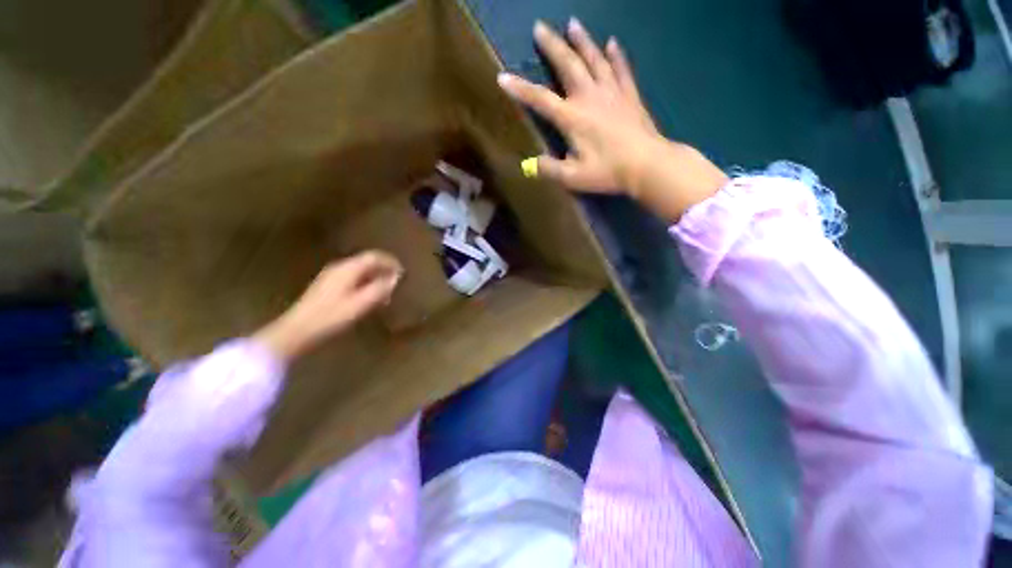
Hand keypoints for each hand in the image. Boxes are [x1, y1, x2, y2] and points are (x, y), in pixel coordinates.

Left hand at [254, 251, 401, 360]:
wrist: (297, 330)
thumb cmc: (331, 316)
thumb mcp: (361, 304)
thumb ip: (380, 288)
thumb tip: (395, 277)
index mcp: (348, 269)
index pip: (374, 256)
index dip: (391, 262)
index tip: (403, 273)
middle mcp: (340, 268)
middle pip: (367, 262)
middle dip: (384, 271)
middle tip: (395, 285)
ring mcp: (331, 276)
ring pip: (360, 271)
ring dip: (375, 278)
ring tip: (385, 294)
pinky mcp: (327, 286)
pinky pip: (353, 279)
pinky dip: (365, 284)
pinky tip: (368, 298)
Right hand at [498, 19, 727, 221]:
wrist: (647, 164)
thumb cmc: (608, 172)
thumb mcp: (573, 177)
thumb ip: (549, 170)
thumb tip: (529, 164)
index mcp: (572, 118)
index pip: (540, 99)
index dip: (520, 89)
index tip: (502, 77)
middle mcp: (589, 97)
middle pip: (568, 65)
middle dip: (552, 46)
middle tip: (540, 27)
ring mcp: (611, 92)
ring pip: (594, 59)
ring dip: (582, 41)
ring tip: (572, 23)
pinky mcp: (629, 94)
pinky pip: (621, 68)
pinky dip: (616, 55)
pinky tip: (611, 42)